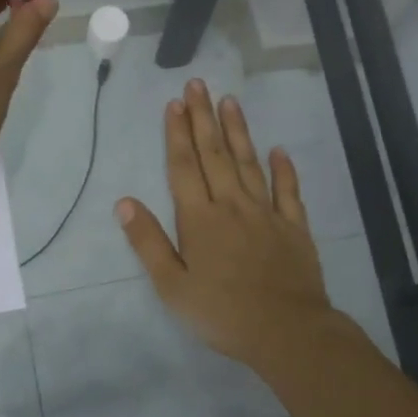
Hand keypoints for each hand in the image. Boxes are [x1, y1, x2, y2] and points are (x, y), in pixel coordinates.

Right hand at [119, 79, 357, 374]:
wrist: (287, 332)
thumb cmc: (221, 313)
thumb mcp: (172, 286)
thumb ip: (148, 242)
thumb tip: (124, 202)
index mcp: (199, 219)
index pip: (184, 167)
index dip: (176, 134)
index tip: (174, 103)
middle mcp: (232, 206)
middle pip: (215, 154)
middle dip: (203, 118)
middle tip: (198, 84)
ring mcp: (266, 213)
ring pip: (249, 163)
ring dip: (238, 131)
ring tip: (230, 100)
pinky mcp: (294, 227)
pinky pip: (288, 191)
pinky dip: (283, 169)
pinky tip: (278, 150)